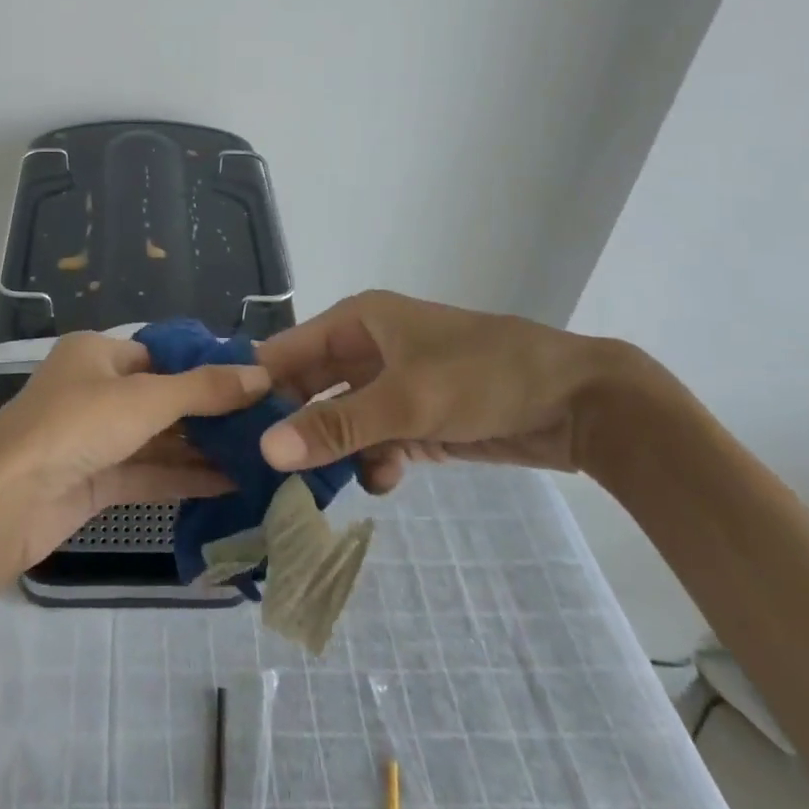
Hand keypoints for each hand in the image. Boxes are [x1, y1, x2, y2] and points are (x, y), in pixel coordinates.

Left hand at [0, 332, 270, 567]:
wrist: (5, 503)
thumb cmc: (75, 427)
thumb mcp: (145, 399)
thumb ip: (204, 389)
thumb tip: (261, 375)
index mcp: (96, 353)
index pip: (161, 354)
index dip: (205, 367)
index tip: (254, 382)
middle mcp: (94, 389)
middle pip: (162, 398)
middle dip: (209, 413)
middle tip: (266, 423)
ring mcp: (93, 438)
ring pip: (157, 439)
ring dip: (201, 449)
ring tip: (259, 455)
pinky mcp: (94, 481)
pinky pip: (147, 472)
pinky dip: (184, 477)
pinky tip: (231, 484)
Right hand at [254, 291, 629, 490]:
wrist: (579, 401)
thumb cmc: (482, 376)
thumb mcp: (404, 400)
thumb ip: (335, 425)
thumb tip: (266, 449)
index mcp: (358, 320)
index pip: (287, 350)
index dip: (258, 386)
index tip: (229, 431)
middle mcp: (369, 347)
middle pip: (312, 387)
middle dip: (296, 426)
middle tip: (267, 474)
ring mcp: (395, 385)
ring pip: (343, 419)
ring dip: (336, 450)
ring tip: (322, 487)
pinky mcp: (420, 418)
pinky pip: (378, 440)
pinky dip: (375, 461)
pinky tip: (385, 479)